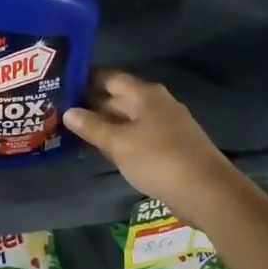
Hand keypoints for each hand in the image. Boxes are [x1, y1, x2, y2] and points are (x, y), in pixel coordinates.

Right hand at [63, 69, 245, 226]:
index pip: (109, 77)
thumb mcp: (118, 143)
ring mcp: (166, 124)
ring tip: (75, 128)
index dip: (86, 78)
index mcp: (144, 94)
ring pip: (128, 117)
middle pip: (119, 97)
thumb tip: (68, 111)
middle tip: (60, 109)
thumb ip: (92, 126)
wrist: (207, 191)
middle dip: (92, 102)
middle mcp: (156, 103)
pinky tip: (105, 148)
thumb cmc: (158, 159)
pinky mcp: (171, 146)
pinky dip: (120, 138)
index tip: (61, 83)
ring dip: (105, 122)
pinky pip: (138, 134)